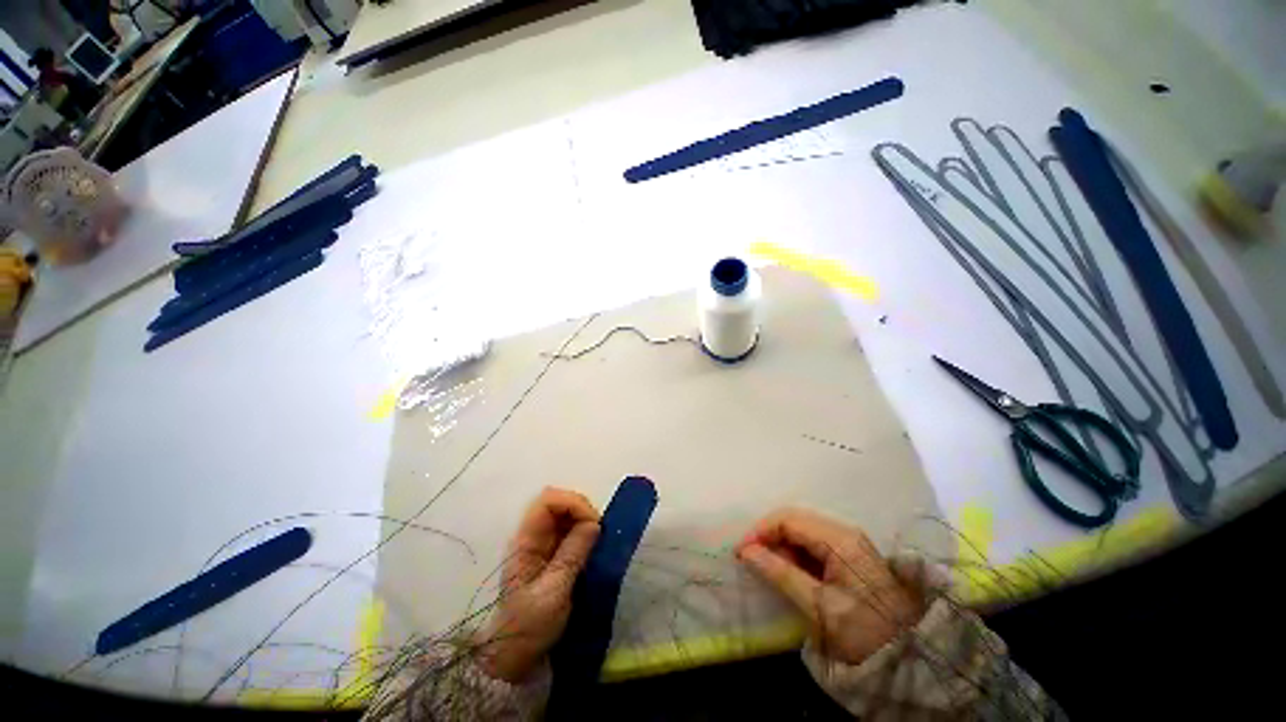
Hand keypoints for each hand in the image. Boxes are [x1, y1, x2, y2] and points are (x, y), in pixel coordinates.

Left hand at [477, 488, 600, 681]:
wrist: (514, 656)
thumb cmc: (529, 626)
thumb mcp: (553, 592)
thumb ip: (573, 554)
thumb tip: (594, 523)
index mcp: (526, 541)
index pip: (547, 501)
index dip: (572, 502)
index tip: (593, 522)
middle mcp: (533, 536)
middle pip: (558, 502)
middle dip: (582, 510)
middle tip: (599, 532)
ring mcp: (542, 544)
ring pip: (566, 514)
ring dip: (585, 521)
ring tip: (599, 540)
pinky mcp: (552, 554)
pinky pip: (570, 530)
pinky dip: (585, 532)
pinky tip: (593, 547)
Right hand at [736, 508, 924, 665]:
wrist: (913, 655)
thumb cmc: (866, 632)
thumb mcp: (819, 607)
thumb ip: (781, 574)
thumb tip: (747, 551)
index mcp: (838, 539)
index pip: (788, 519)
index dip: (760, 530)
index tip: (741, 551)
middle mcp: (843, 532)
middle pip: (794, 520)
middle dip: (768, 536)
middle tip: (750, 559)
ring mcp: (848, 542)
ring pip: (802, 531)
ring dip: (780, 545)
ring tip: (766, 567)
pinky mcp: (849, 554)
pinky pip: (813, 543)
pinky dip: (795, 553)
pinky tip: (788, 570)